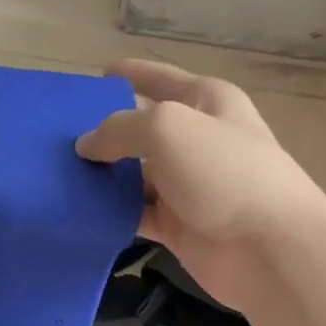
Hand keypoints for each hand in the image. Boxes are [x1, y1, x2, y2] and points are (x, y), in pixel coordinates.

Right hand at [76, 59, 325, 308]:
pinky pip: (135, 212)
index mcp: (207, 102)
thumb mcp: (167, 129)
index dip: (129, 74)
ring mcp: (188, 185)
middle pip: (142, 129)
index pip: (160, 79)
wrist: (271, 250)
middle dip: (103, 131)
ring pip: (134, 174)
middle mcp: (198, 139)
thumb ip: (119, 129)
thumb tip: (86, 145)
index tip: (93, 77)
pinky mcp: (178, 226)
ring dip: (101, 175)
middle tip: (54, 137)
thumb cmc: (225, 172)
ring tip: (55, 173)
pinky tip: (76, 210)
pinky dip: (110, 212)